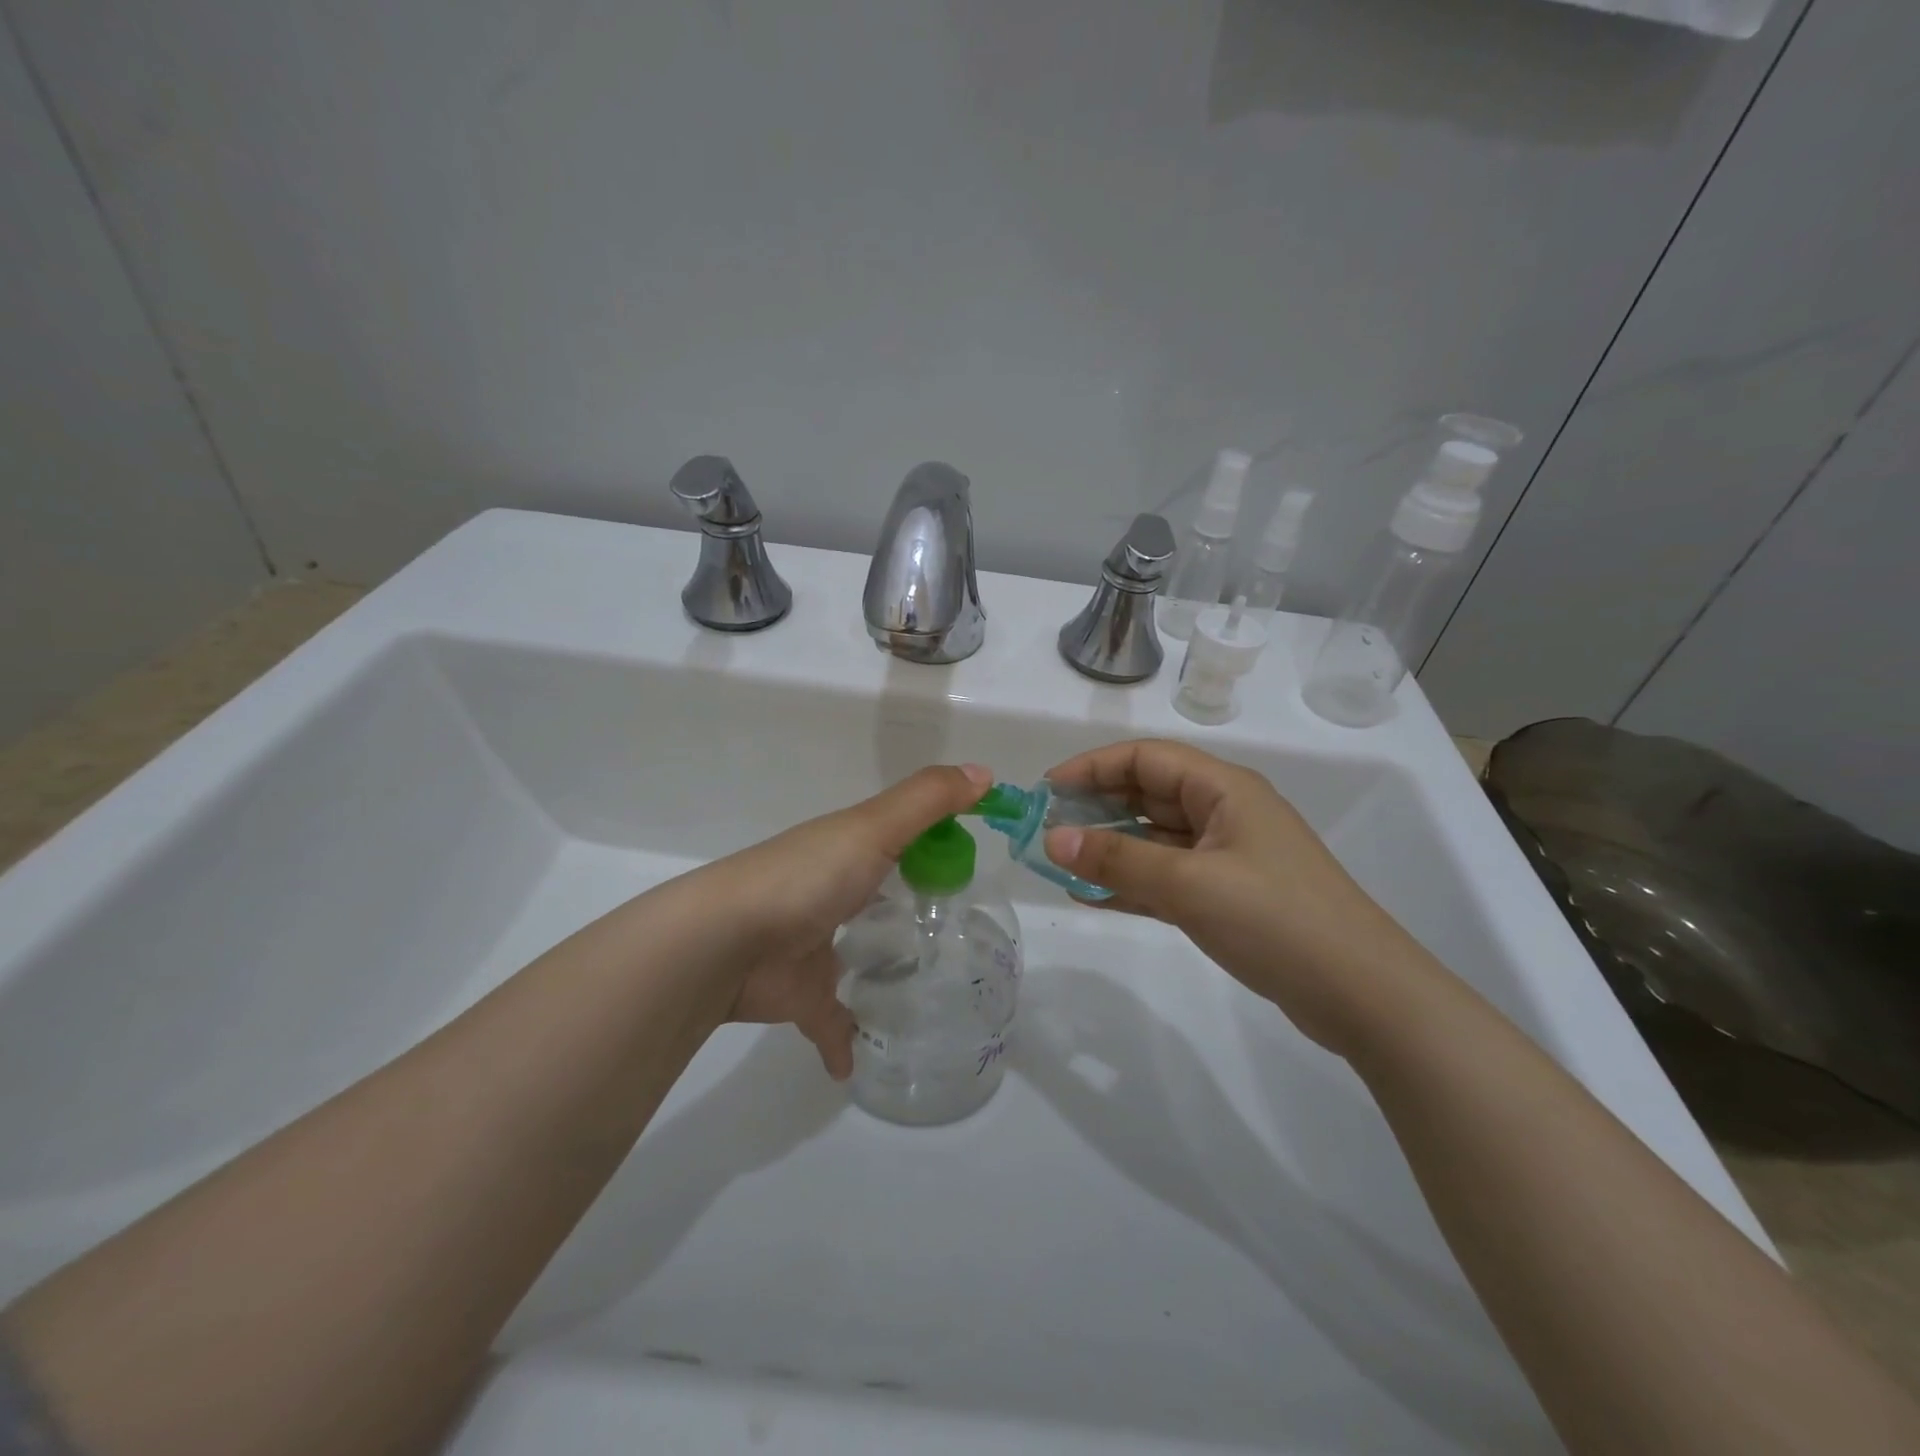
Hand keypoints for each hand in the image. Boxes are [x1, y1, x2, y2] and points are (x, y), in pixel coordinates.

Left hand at [701, 763, 994, 1075]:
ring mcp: (812, 947)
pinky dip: (844, 1043)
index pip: (897, 839)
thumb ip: (929, 801)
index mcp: (846, 851)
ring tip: (931, 988)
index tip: (971, 862)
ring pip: (853, 956)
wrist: (725, 943)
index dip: (932, 844)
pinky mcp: (801, 996)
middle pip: (875, 896)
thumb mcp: (874, 827)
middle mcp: (829, 893)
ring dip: (879, 968)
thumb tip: (986, 772)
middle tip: (960, 929)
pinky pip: (830, 1022)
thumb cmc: (807, 877)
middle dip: (906, 906)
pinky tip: (864, 1064)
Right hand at [1040, 739, 1435, 1054]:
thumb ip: (1117, 859)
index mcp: (1223, 789)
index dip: (1092, 767)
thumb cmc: (1275, 919)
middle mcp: (1224, 812)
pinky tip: (1091, 896)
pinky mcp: (1228, 895)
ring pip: (1153, 837)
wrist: (1362, 994)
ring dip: (1108, 847)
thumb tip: (1051, 837)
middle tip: (1045, 830)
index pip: (1145, 758)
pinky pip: (1166, 876)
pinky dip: (1130, 882)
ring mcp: (1227, 855)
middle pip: (1147, 794)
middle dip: (1095, 807)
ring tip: (1058, 863)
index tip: (1046, 791)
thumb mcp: (1189, 884)